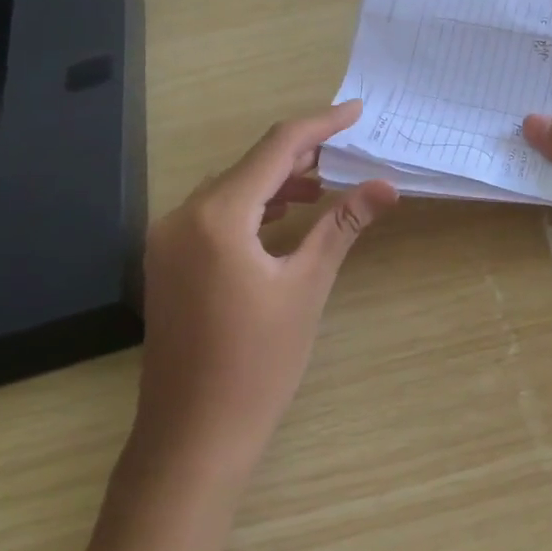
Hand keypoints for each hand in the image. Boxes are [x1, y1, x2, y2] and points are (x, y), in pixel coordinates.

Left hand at [135, 101, 398, 474]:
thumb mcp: (306, 288)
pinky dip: (250, 206)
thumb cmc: (257, 366)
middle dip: (299, 153)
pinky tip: (281, 217)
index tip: (355, 111)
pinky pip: (213, 213)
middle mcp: (182, 216)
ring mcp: (167, 239)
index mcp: (216, 216)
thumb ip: (342, 225)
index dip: (319, 125)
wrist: (192, 440)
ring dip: (275, 180)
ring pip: (229, 187)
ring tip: (321, 184)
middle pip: (249, 164)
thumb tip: (385, 186)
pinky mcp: (166, 261)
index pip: (275, 149)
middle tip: (346, 149)